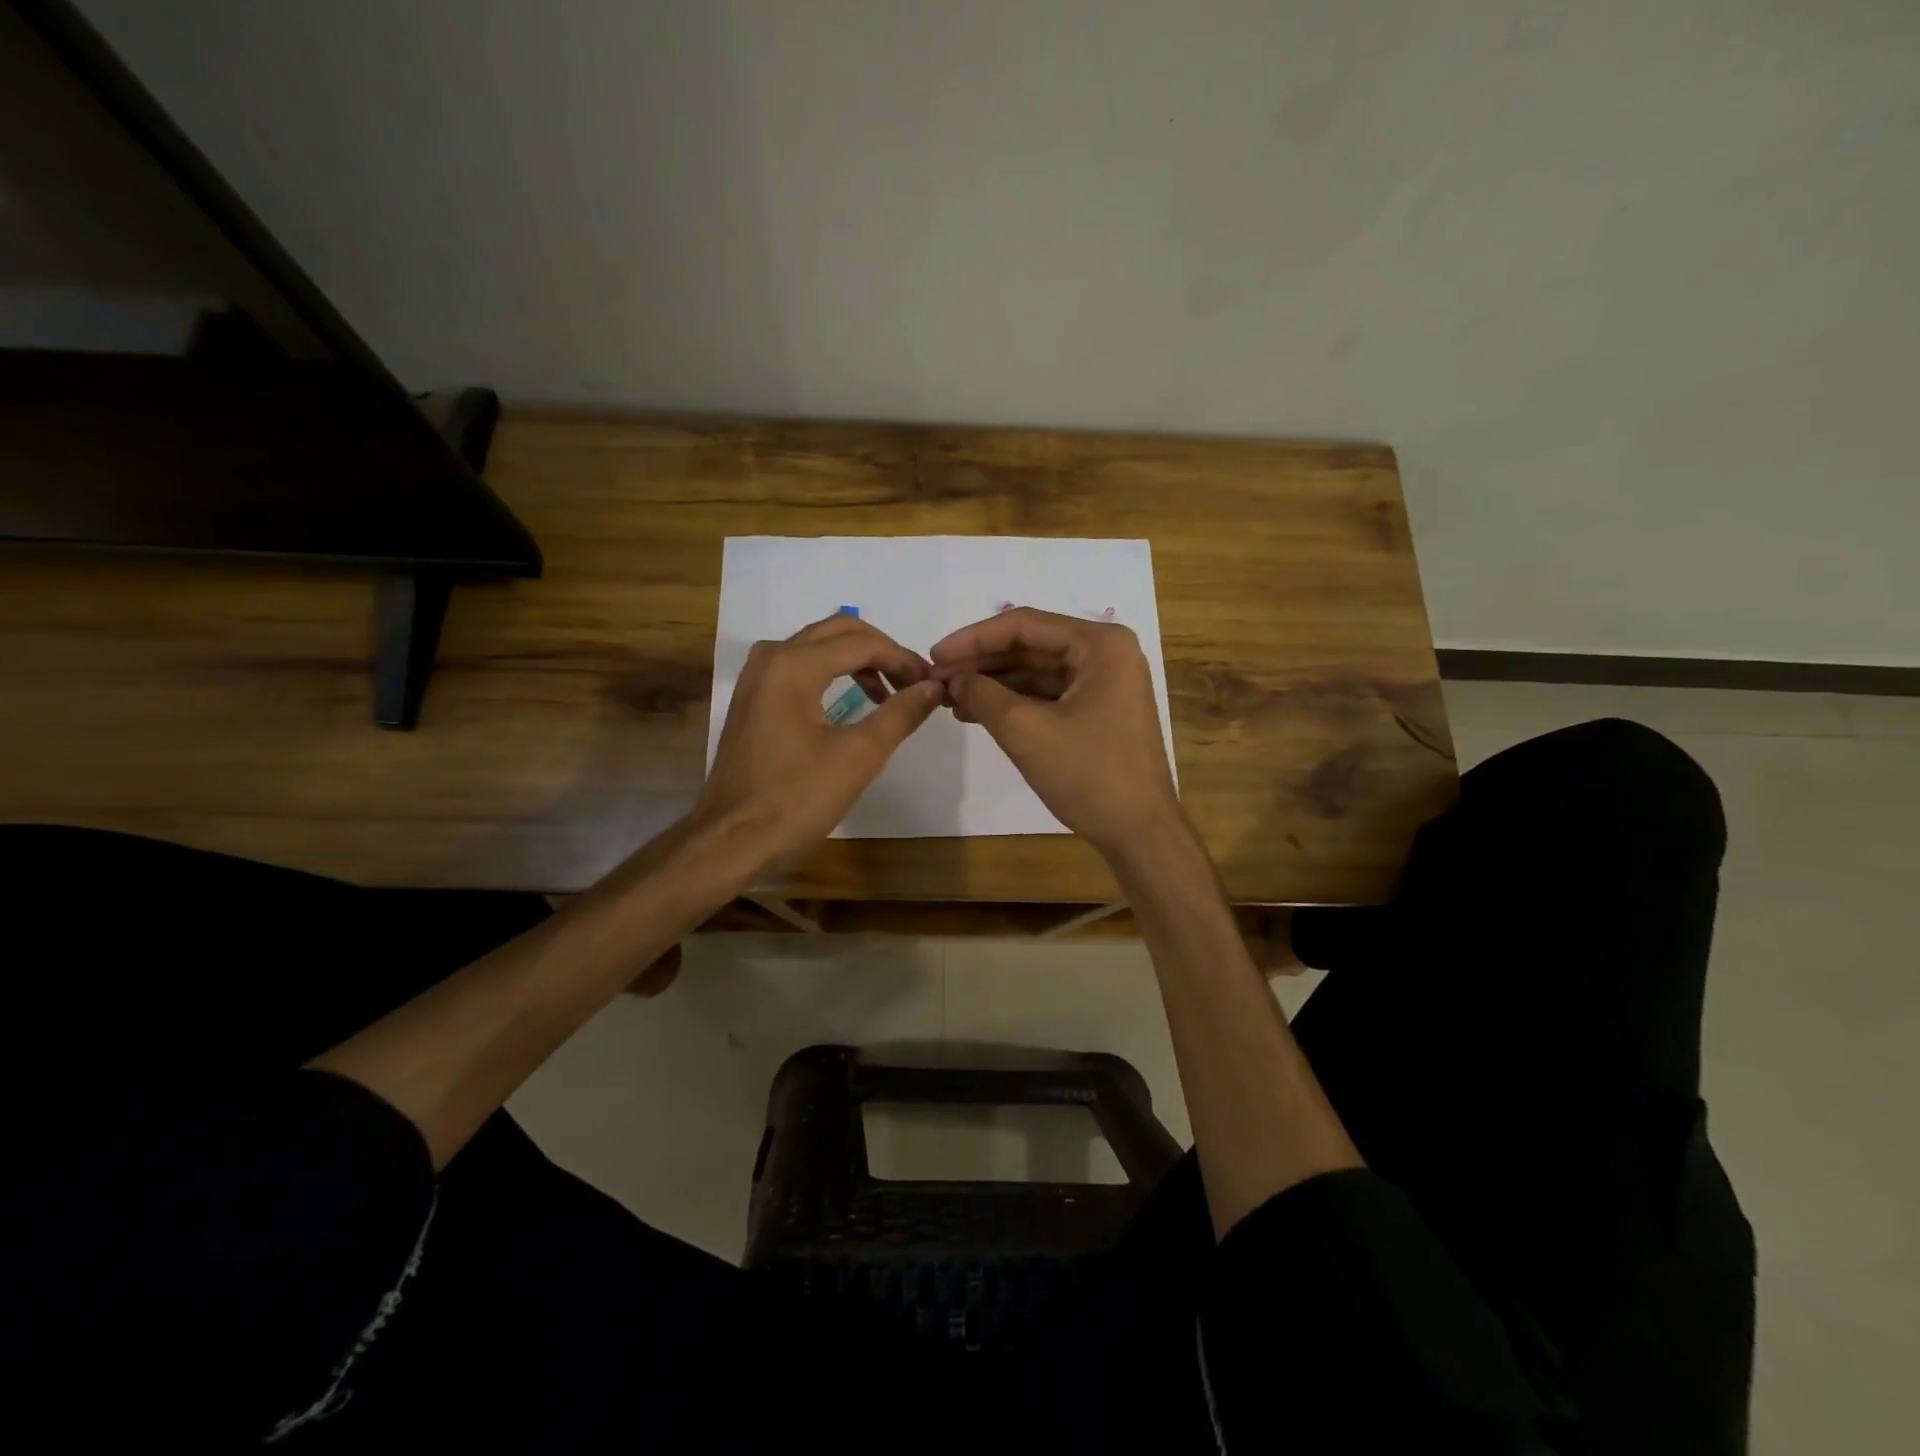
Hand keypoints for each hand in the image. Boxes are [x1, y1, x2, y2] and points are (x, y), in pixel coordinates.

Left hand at [697, 613, 942, 872]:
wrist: (731, 840)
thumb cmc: (796, 799)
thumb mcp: (858, 757)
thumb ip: (900, 714)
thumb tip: (934, 686)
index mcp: (793, 665)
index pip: (862, 643)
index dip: (903, 659)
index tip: (932, 684)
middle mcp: (771, 657)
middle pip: (838, 632)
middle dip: (882, 652)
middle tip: (914, 683)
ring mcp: (757, 677)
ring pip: (818, 646)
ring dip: (858, 661)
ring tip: (890, 695)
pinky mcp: (754, 699)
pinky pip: (801, 667)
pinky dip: (833, 674)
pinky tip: (855, 703)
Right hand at [929, 607, 1181, 855]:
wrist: (1140, 832)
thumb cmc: (1089, 775)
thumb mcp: (1026, 731)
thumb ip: (983, 695)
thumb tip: (952, 678)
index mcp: (1101, 645)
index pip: (1025, 625)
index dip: (973, 638)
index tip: (934, 655)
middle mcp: (1108, 655)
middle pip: (1031, 646)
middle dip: (982, 662)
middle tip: (937, 678)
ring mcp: (1106, 684)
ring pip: (1038, 672)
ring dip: (994, 683)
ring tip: (949, 698)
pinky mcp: (1099, 712)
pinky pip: (1049, 695)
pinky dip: (1014, 702)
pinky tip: (977, 712)